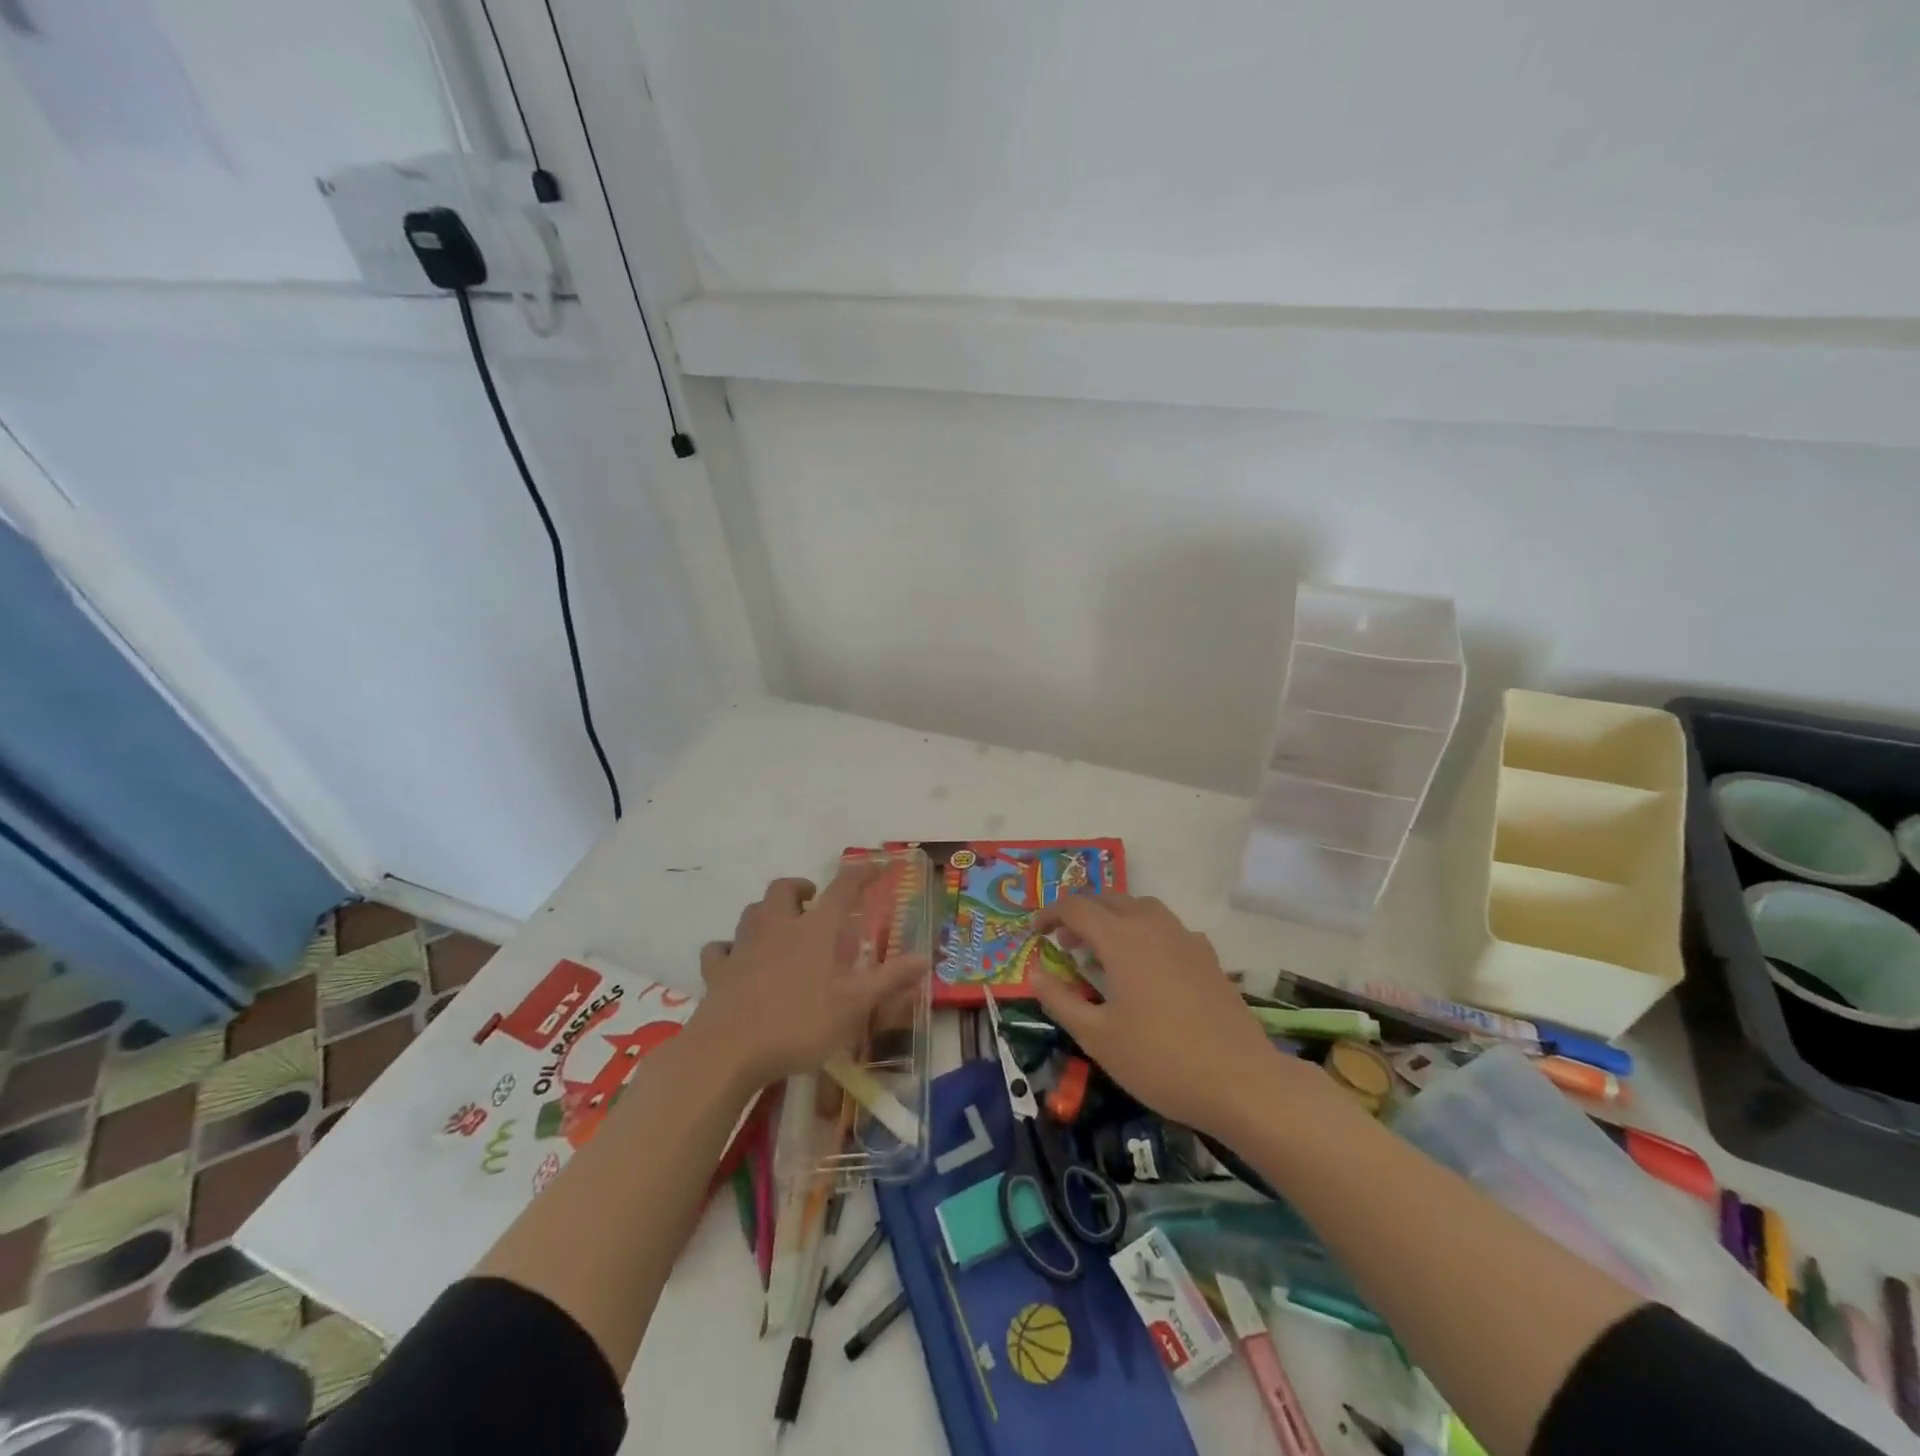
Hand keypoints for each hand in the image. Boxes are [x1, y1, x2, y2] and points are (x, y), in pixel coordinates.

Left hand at [690, 865, 927, 1089]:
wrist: (728, 1051)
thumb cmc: (799, 1023)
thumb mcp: (855, 1006)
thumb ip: (890, 979)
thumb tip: (925, 957)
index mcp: (815, 930)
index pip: (842, 888)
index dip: (861, 873)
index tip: (876, 866)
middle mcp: (777, 927)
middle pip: (784, 889)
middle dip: (801, 888)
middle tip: (814, 900)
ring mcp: (743, 947)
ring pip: (752, 912)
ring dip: (768, 912)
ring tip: (781, 927)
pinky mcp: (717, 971)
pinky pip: (721, 949)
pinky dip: (730, 948)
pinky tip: (736, 959)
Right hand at [1029, 893, 1317, 1141]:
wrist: (1241, 1082)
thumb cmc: (1159, 1060)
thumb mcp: (1097, 1037)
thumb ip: (1060, 1000)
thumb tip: (1034, 973)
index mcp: (1121, 938)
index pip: (1076, 908)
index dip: (1050, 915)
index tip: (1035, 934)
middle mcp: (1152, 925)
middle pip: (1109, 899)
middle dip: (1081, 914)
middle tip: (1065, 944)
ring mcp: (1185, 937)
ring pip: (1141, 907)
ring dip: (1114, 917)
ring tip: (1103, 951)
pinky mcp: (1208, 956)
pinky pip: (1166, 927)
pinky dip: (1144, 932)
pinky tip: (1146, 968)